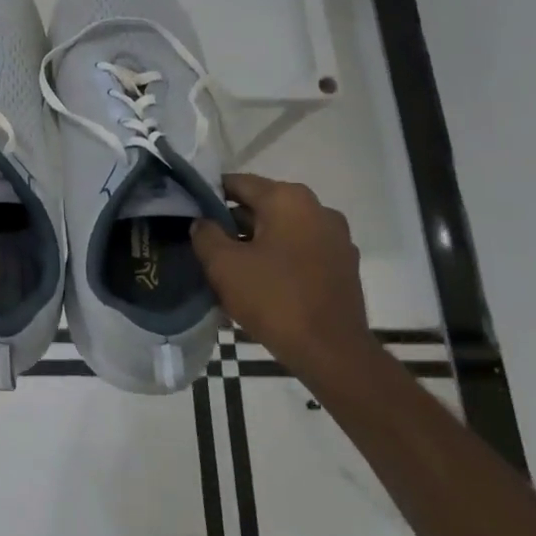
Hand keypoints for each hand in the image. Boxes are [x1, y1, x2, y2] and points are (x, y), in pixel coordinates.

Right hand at [192, 174, 370, 368]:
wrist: (332, 352)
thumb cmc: (273, 299)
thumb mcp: (223, 265)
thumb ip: (205, 234)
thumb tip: (203, 222)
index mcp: (288, 199)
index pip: (238, 183)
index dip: (209, 195)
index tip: (191, 213)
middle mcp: (318, 209)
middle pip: (263, 206)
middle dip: (234, 223)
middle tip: (207, 244)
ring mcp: (336, 238)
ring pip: (283, 230)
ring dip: (257, 242)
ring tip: (232, 268)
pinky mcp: (344, 265)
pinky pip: (302, 251)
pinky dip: (281, 259)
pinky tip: (263, 283)